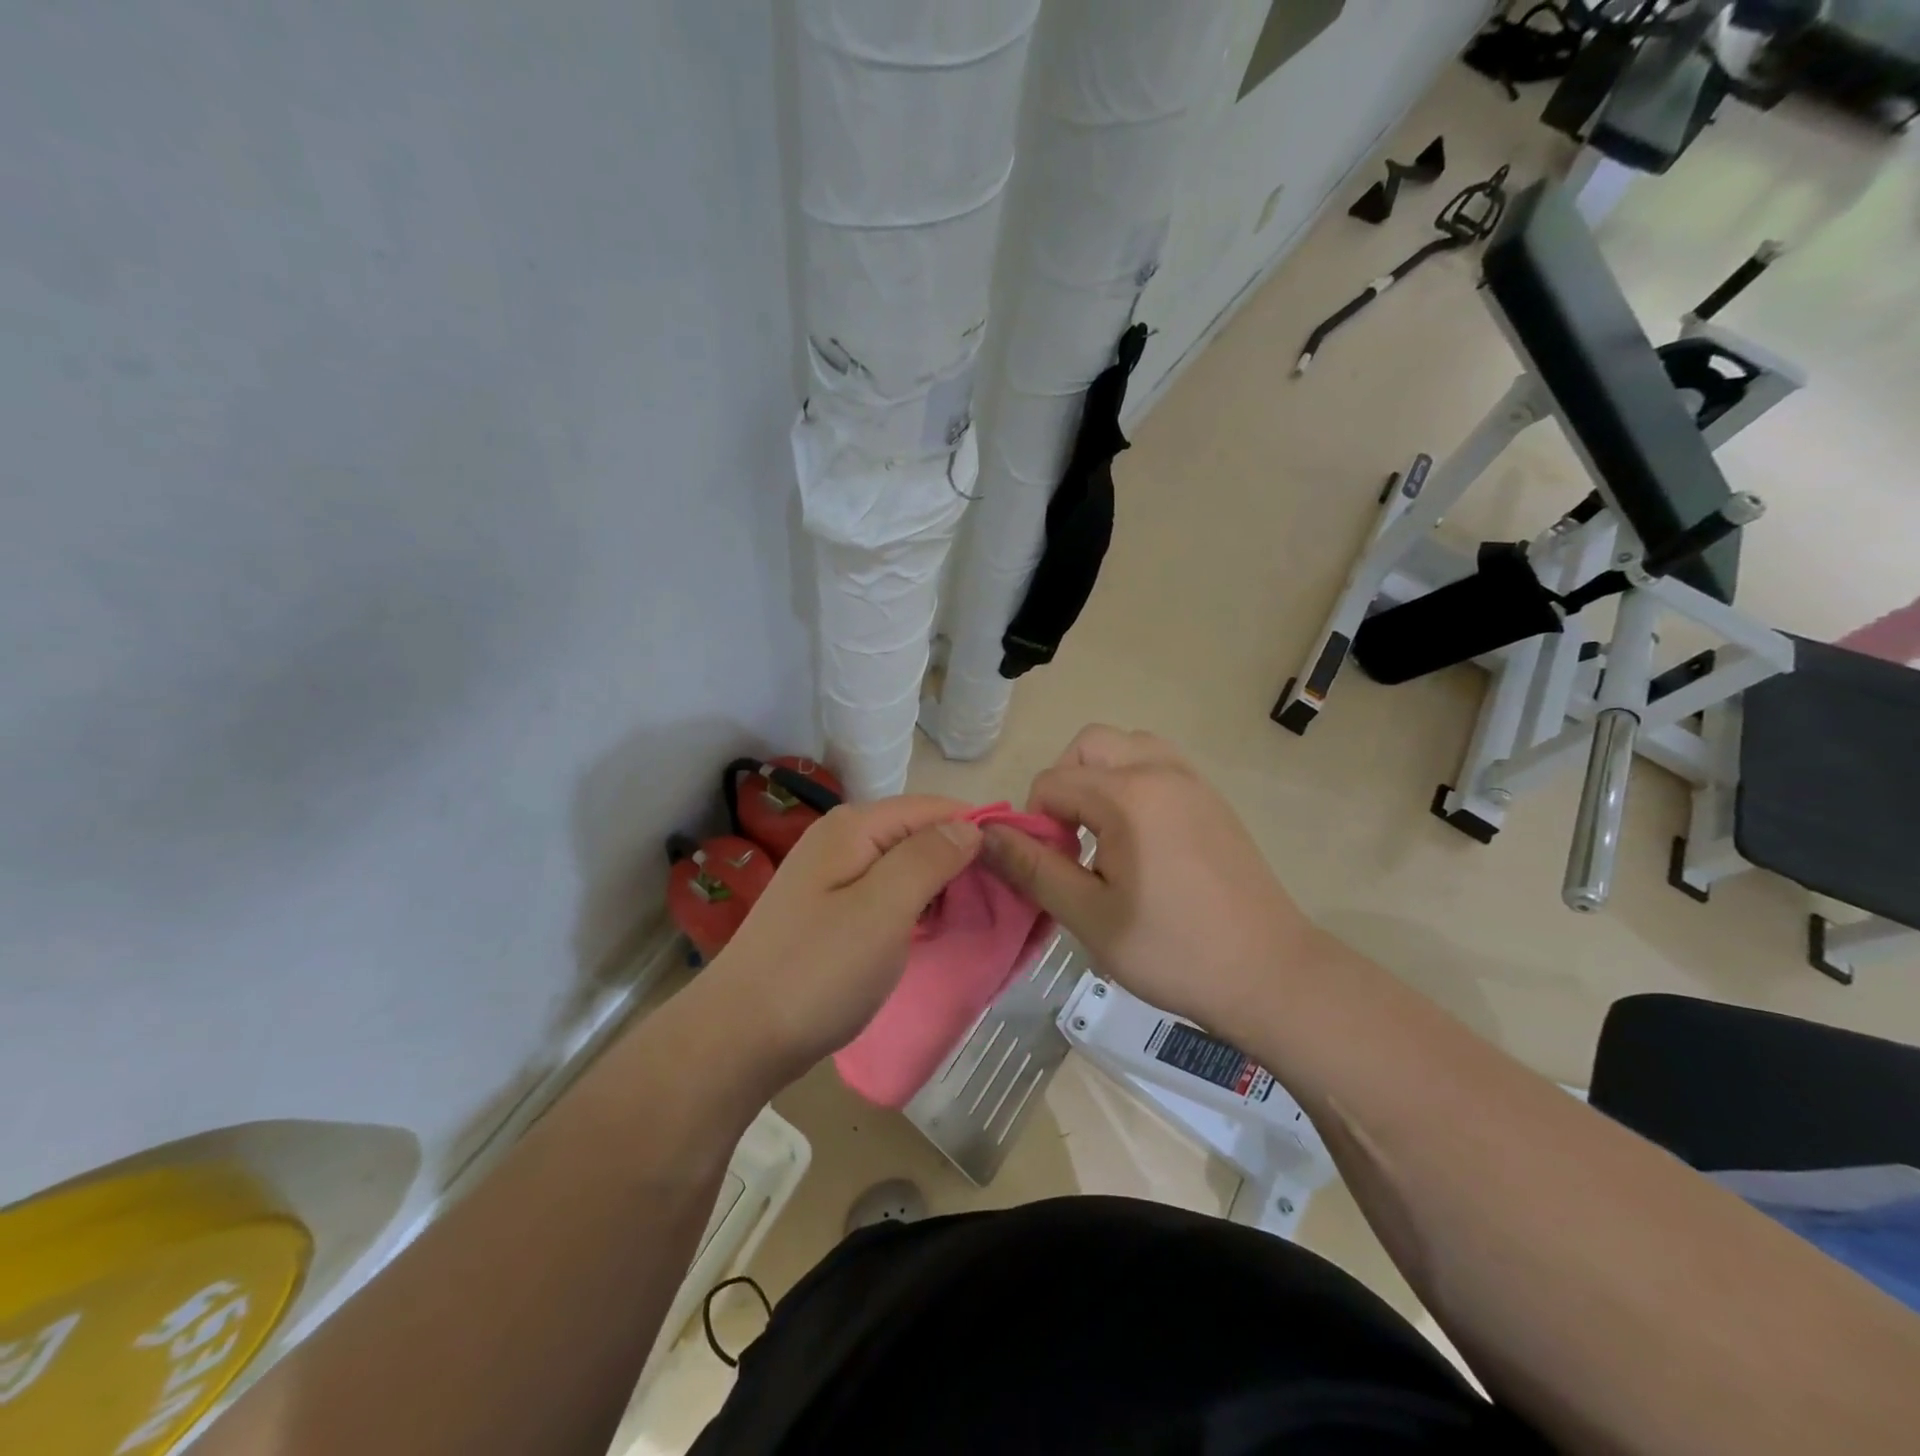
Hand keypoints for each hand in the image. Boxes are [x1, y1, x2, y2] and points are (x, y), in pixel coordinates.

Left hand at [705, 796, 981, 1080]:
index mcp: (855, 827)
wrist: (737, 1038)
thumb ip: (928, 859)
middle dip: (964, 861)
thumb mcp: (882, 910)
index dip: (981, 830)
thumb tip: (970, 826)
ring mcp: (832, 876)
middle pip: (920, 834)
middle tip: (1007, 902)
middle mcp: (842, 840)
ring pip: (906, 867)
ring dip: (943, 887)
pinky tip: (936, 930)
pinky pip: (887, 895)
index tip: (1022, 865)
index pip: (935, 808)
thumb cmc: (817, 972)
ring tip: (981, 917)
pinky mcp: (830, 912)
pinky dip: (917, 908)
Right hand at [981, 726, 1325, 1030]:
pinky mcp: (1213, 799)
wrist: (1269, 975)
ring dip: (1100, 775)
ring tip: (1101, 831)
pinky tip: (1138, 837)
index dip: (1035, 823)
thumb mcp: (1089, 916)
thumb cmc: (1172, 951)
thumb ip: (1033, 868)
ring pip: (1128, 746)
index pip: (1052, 782)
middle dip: (1064, 782)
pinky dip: (1133, 781)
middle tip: (1069, 838)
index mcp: (1129, 796)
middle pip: (1090, 744)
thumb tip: (985, 835)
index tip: (1051, 868)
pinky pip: (1159, 764)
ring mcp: (1194, 781)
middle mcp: (1162, 771)